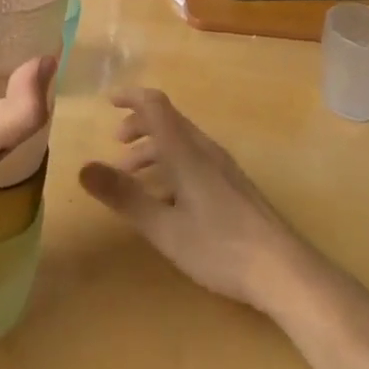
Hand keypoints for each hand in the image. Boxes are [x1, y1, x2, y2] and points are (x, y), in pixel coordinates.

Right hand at [79, 88, 313, 310]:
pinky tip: (168, 200)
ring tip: (134, 178)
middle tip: (116, 147)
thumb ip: (123, 196)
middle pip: (168, 121)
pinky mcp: (234, 186)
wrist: (285, 271)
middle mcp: (205, 150)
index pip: (155, 105)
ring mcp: (223, 168)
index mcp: (186, 151)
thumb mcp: (164, 227)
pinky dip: (172, 165)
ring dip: (154, 149)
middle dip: (138, 127)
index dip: (131, 96)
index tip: (108, 101)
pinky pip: (195, 159)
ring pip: (182, 142)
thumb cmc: (220, 247)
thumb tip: (83, 167)